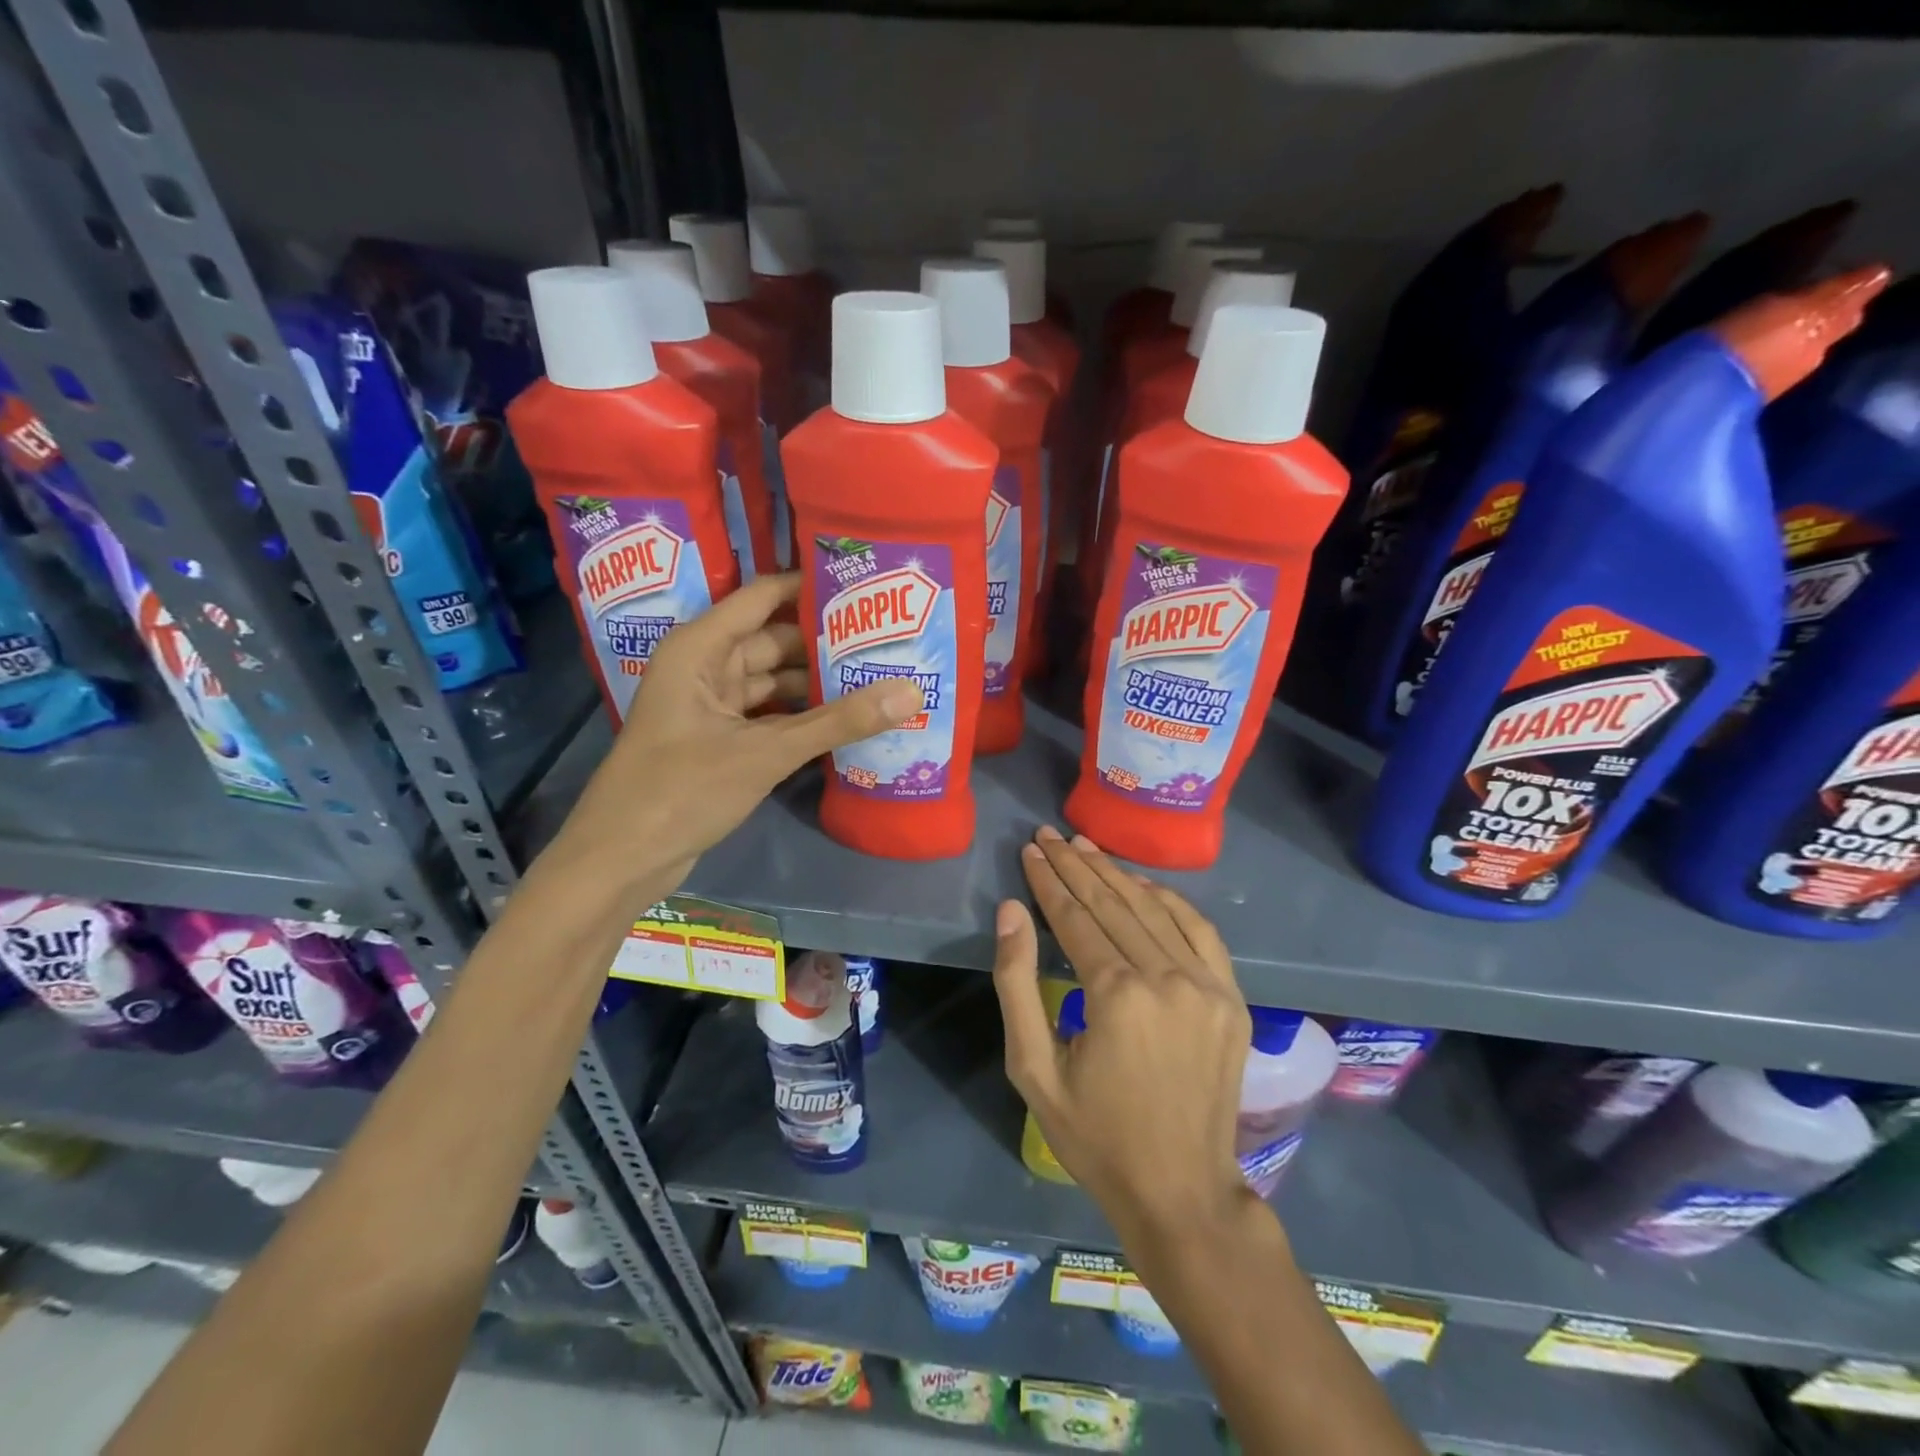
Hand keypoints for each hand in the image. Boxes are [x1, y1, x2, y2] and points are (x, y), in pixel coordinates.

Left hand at [552, 573, 921, 899]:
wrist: (621, 859)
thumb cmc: (681, 790)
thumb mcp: (765, 752)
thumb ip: (838, 722)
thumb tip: (911, 692)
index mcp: (700, 648)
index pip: (763, 596)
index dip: (810, 587)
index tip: (865, 585)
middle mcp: (705, 667)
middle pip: (775, 639)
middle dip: (826, 640)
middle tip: (888, 636)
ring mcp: (713, 706)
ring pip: (775, 681)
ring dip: (819, 682)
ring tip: (879, 673)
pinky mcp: (721, 740)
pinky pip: (771, 714)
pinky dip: (804, 716)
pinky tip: (848, 718)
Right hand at [993, 826, 1255, 1243]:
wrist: (1181, 1191)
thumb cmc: (1096, 1136)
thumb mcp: (1033, 1069)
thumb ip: (1017, 984)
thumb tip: (1010, 912)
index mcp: (1116, 995)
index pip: (1074, 917)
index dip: (1048, 881)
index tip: (1030, 851)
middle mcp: (1166, 977)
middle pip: (1112, 904)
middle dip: (1075, 866)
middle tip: (1049, 835)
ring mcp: (1207, 985)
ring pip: (1153, 909)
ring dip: (1116, 874)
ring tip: (1085, 847)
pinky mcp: (1232, 997)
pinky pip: (1199, 930)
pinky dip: (1168, 900)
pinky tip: (1142, 884)